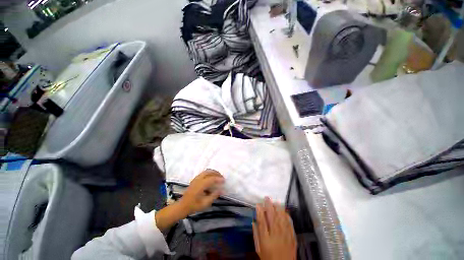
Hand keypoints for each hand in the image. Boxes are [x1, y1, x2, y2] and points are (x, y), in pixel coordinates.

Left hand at [179, 169, 224, 214]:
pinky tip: (212, 178)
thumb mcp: (205, 203)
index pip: (211, 179)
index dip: (219, 179)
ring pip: (206, 171)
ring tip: (218, 177)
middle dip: (216, 173)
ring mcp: (196, 178)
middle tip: (222, 177)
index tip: (224, 181)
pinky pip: (204, 173)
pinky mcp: (195, 179)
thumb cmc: (194, 206)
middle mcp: (198, 179)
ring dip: (213, 172)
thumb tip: (222, 190)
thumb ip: (214, 196)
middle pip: (209, 172)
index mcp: (200, 185)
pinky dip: (209, 173)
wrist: (182, 206)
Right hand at [253, 197, 296, 259]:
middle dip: (269, 206)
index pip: (262, 222)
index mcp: (266, 239)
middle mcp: (276, 236)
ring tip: (275, 201)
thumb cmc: (268, 258)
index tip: (258, 204)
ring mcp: (285, 236)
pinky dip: (287, 217)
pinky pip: (290, 225)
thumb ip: (256, 234)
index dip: (259, 212)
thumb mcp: (259, 248)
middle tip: (267, 197)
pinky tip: (285, 211)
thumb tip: (253, 221)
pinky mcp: (292, 238)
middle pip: (272, 218)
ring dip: (278, 209)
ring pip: (281, 219)